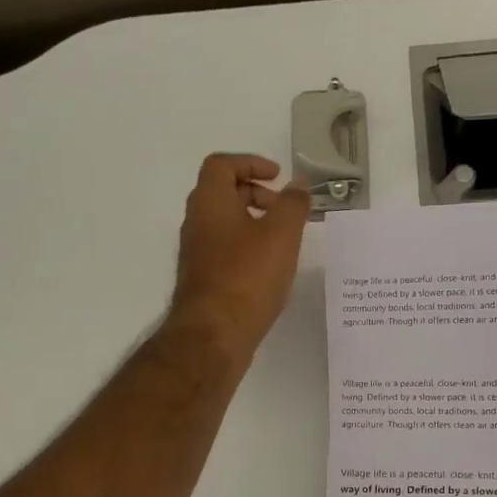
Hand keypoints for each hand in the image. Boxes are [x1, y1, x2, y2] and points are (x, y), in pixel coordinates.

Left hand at [169, 153, 311, 364]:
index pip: (221, 165)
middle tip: (284, 209)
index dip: (249, 162)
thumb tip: (299, 185)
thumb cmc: (247, 276)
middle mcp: (197, 223)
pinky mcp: (204, 279)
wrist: (214, 334)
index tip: (277, 176)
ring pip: (225, 224)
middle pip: (222, 193)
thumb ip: (293, 204)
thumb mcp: (281, 234)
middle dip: (256, 193)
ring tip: (284, 241)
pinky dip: (248, 247)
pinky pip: (226, 250)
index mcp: (210, 202)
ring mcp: (197, 253)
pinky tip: (270, 269)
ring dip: (253, 222)